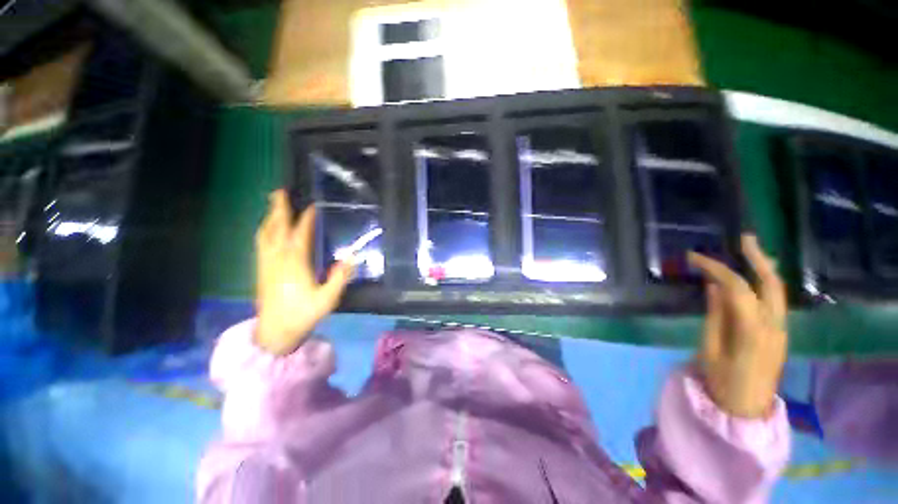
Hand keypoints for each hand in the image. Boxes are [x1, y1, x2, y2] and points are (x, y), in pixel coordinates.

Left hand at [255, 190, 353, 354]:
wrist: (275, 332)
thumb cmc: (303, 314)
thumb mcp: (327, 298)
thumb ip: (340, 278)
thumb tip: (352, 257)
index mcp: (295, 263)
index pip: (300, 235)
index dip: (306, 219)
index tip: (312, 206)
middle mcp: (278, 259)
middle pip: (276, 229)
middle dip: (278, 209)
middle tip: (279, 192)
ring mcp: (266, 264)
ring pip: (264, 235)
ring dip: (269, 218)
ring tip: (273, 207)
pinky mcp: (261, 270)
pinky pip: (260, 244)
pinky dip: (264, 232)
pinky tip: (267, 231)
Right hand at [688, 235, 787, 418]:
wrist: (746, 410)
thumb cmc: (721, 382)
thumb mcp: (709, 348)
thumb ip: (715, 316)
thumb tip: (713, 287)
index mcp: (752, 330)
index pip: (737, 288)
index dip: (716, 268)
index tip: (693, 258)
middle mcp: (774, 325)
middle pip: (771, 283)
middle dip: (757, 258)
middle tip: (743, 238)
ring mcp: (781, 329)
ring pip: (777, 290)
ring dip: (764, 268)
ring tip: (750, 251)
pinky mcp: (780, 334)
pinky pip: (774, 301)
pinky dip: (764, 284)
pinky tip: (754, 278)